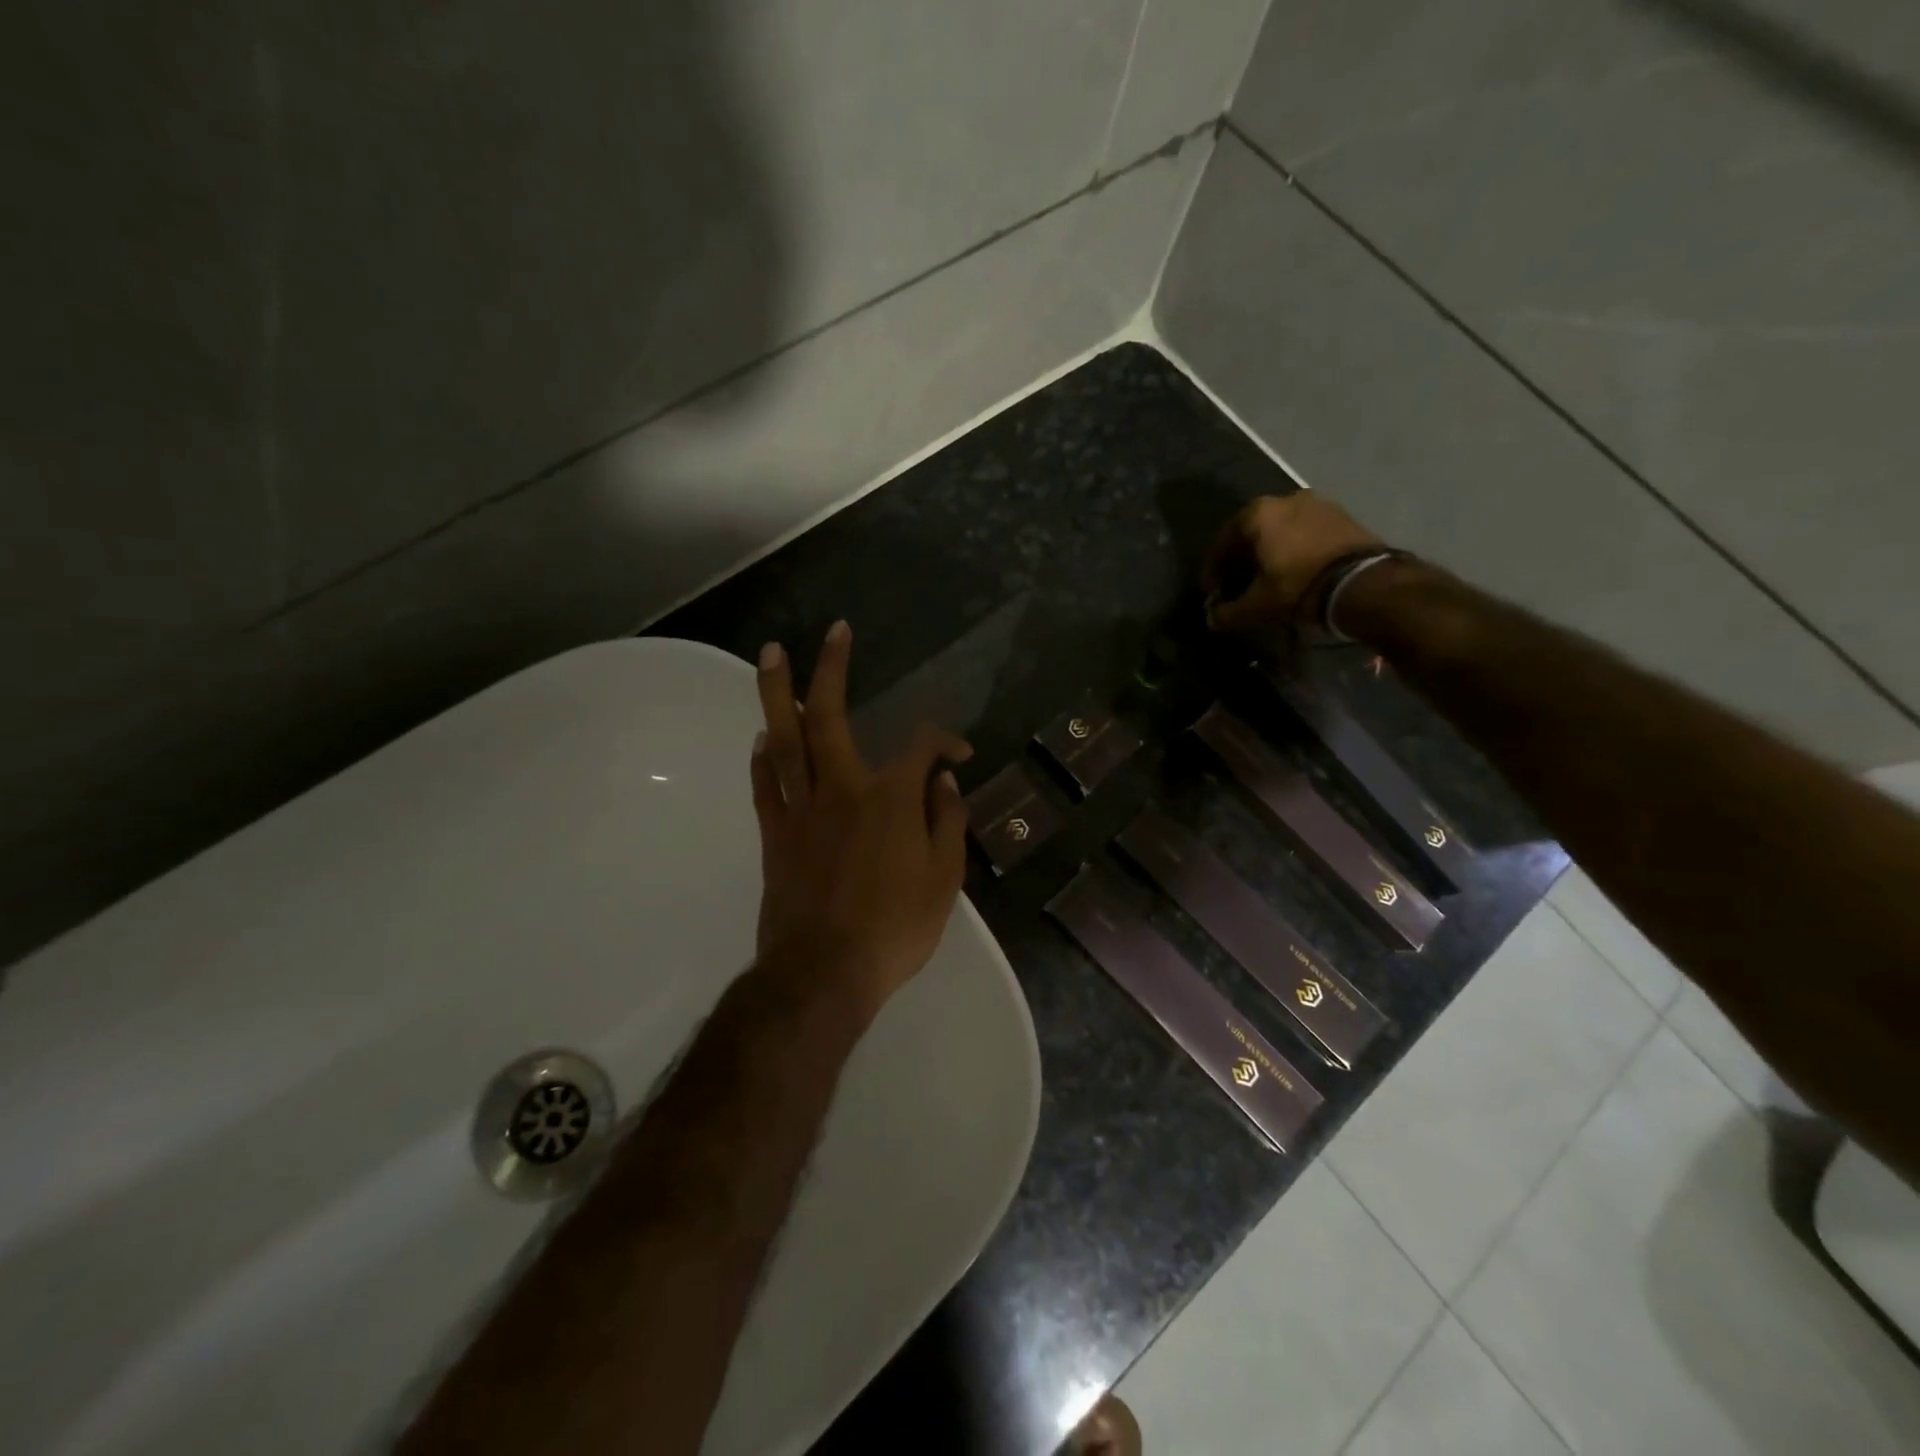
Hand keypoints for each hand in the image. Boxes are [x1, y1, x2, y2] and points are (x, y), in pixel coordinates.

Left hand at [750, 620, 972, 1020]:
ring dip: (779, 694)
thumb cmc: (895, 928)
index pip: (920, 747)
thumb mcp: (945, 880)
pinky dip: (762, 758)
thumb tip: (943, 781)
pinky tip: (763, 737)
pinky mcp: (775, 835)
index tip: (958, 754)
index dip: (944, 740)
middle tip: (833, 633)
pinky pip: (765, 786)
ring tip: (771, 655)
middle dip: (832, 670)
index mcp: (891, 799)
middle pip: (831, 717)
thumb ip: (947, 822)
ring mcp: (802, 810)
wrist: (825, 973)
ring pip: (786, 740)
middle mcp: (842, 790)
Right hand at [1201, 494, 1382, 631]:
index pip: (1222, 543)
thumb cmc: (1298, 587)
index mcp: (1257, 514)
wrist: (1364, 583)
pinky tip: (1294, 571)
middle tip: (1238, 585)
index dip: (1212, 571)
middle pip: (1251, 533)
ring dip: (1269, 552)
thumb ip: (1228, 612)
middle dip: (1242, 560)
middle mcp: (1284, 499)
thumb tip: (1212, 618)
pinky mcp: (1342, 515)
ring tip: (1268, 579)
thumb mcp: (1256, 606)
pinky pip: (1305, 532)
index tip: (1212, 593)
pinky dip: (1294, 549)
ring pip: (1280, 530)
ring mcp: (1317, 503)